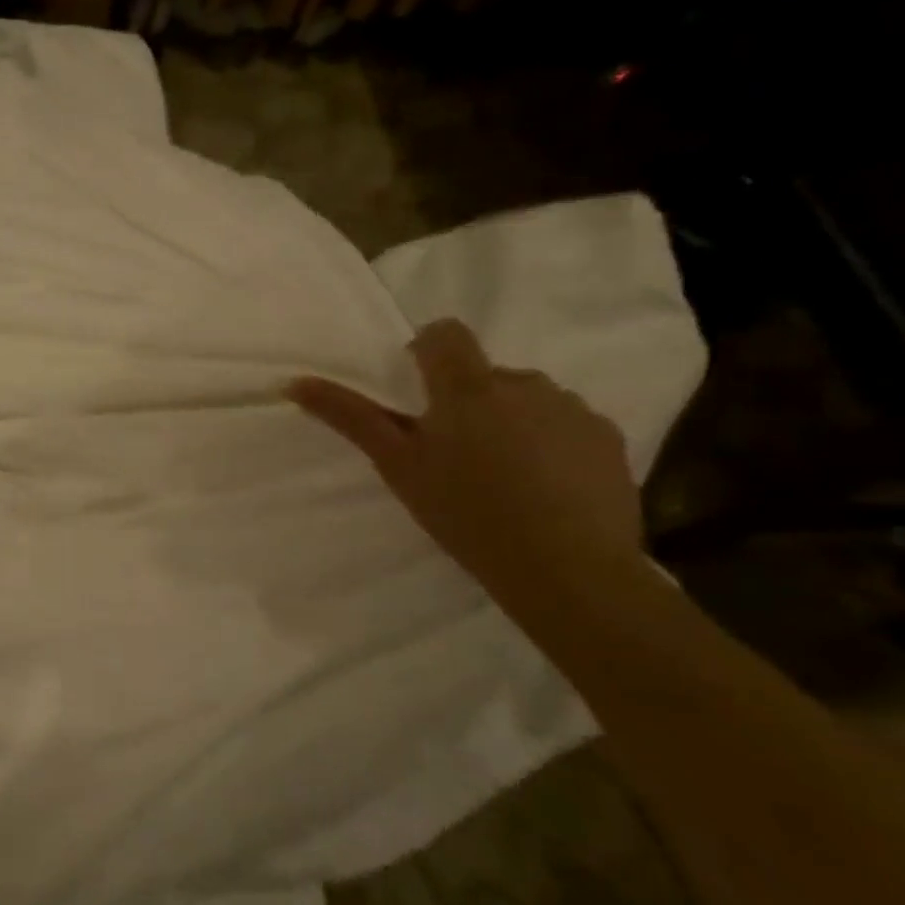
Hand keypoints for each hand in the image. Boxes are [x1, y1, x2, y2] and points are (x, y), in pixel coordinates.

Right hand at [287, 319, 642, 594]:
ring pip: (527, 399)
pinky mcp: (609, 439)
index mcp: (468, 386)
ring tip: (501, 475)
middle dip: (466, 401)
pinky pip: (565, 424)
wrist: (567, 570)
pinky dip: (549, 443)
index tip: (417, 391)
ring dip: (509, 421)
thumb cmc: (465, 512)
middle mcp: (524, 383)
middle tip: (452, 453)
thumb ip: (350, 417)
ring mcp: (572, 409)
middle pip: (484, 374)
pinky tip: (543, 488)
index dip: (427, 351)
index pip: (446, 334)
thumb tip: (295, 382)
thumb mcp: (397, 465)